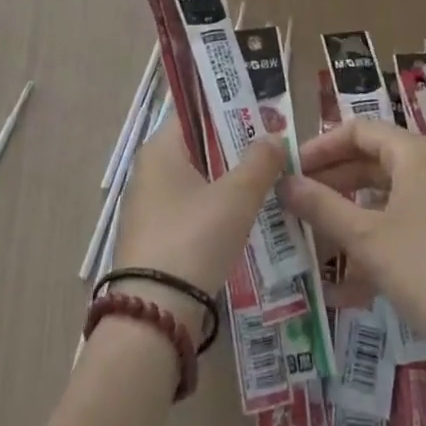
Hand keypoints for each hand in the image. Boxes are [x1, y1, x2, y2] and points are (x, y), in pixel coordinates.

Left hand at [111, 118, 286, 330]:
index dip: (230, 109)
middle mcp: (149, 170)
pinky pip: (192, 210)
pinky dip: (217, 209)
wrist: (153, 316)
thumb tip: (275, 135)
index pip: (196, 112)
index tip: (264, 112)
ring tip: (270, 182)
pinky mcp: (155, 239)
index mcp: (161, 149)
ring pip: (198, 181)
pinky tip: (246, 220)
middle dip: (236, 147)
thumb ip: (259, 162)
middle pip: (199, 146)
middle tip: (275, 148)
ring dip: (229, 181)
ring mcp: (150, 207)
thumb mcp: (236, 197)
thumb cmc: (193, 239)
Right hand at [281, 119, 425, 364]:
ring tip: (318, 243)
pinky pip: (409, 222)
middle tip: (298, 204)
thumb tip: (284, 182)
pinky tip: (351, 283)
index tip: (292, 170)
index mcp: (416, 153)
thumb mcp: (366, 238)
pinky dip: (379, 240)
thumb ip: (321, 205)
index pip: (358, 130)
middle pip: (374, 161)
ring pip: (390, 196)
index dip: (321, 146)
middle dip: (334, 183)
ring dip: (352, 216)